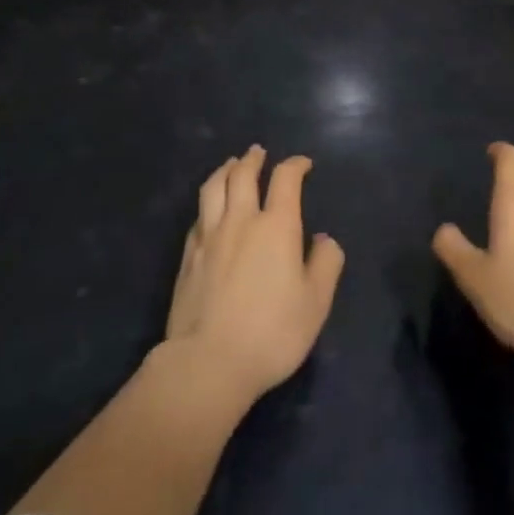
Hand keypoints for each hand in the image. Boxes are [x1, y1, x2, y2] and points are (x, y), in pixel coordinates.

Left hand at [164, 146, 344, 404]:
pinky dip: (208, 202)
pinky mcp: (187, 256)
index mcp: (277, 226)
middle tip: (259, 152)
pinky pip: (199, 215)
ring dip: (225, 170)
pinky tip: (210, 209)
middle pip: (243, 174)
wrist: (208, 362)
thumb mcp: (316, 303)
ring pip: (214, 188)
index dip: (295, 165)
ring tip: (231, 165)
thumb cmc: (272, 332)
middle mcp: (241, 221)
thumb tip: (324, 239)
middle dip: (254, 159)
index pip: (285, 179)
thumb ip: (326, 264)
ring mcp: (209, 236)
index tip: (303, 164)